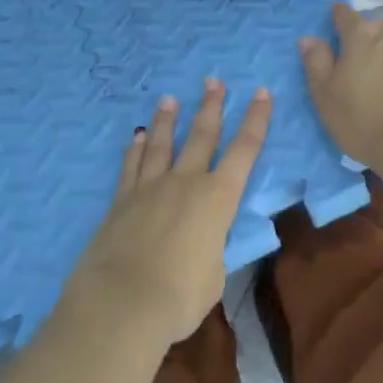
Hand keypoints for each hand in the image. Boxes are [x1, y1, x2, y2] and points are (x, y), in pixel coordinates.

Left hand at [67, 79, 272, 345]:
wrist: (122, 301)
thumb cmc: (180, 296)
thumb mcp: (213, 275)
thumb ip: (210, 250)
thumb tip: (200, 244)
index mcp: (218, 199)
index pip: (245, 151)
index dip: (256, 120)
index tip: (261, 92)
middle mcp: (185, 183)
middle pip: (202, 135)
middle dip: (211, 106)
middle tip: (212, 80)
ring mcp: (150, 188)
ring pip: (161, 143)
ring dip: (168, 119)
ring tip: (169, 98)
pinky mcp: (121, 200)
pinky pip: (131, 166)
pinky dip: (135, 148)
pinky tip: (137, 136)